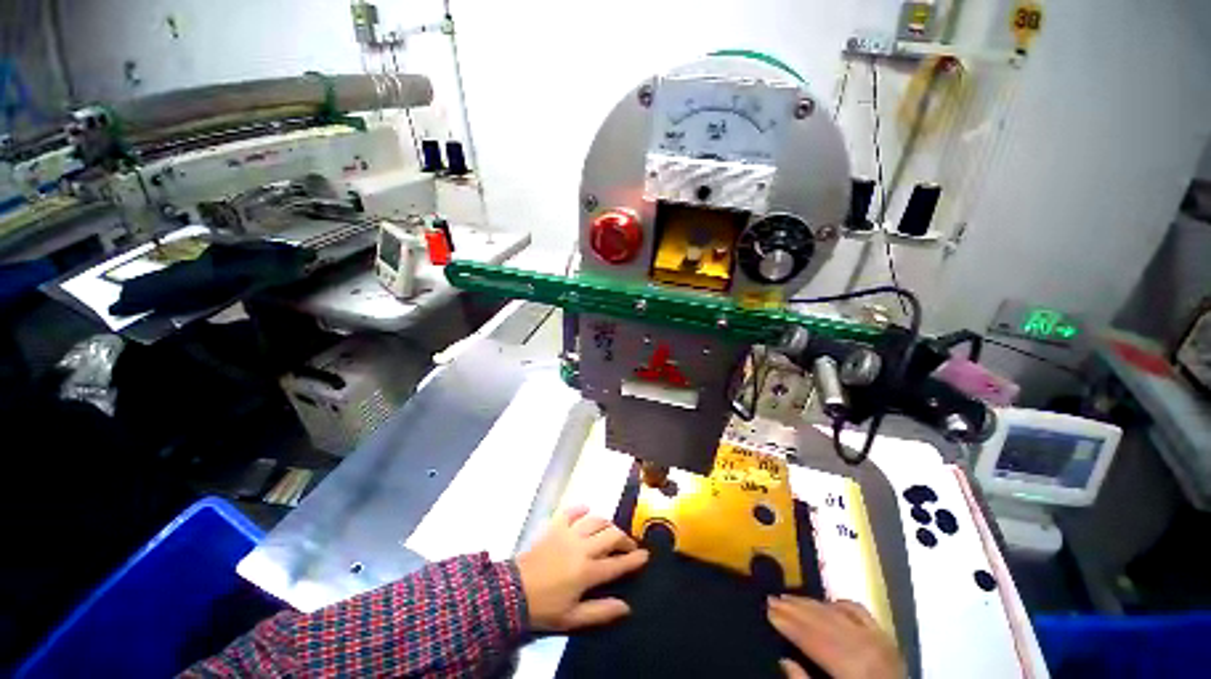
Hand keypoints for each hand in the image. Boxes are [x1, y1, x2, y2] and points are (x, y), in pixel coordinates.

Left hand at [515, 506, 649, 631]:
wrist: (512, 592)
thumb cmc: (544, 608)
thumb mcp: (573, 618)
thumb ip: (601, 612)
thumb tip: (626, 607)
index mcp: (588, 572)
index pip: (617, 563)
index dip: (634, 559)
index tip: (646, 555)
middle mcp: (583, 547)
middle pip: (611, 535)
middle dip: (625, 539)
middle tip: (629, 546)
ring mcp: (569, 533)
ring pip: (596, 520)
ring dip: (607, 524)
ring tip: (611, 531)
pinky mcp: (555, 526)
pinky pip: (571, 511)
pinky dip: (580, 509)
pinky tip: (586, 510)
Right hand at [768, 595, 904, 678]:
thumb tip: (784, 660)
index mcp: (854, 668)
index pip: (815, 640)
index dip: (790, 624)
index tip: (767, 611)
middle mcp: (867, 647)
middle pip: (825, 623)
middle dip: (796, 610)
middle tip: (771, 599)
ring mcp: (879, 640)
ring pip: (839, 614)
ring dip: (811, 604)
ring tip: (788, 597)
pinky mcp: (887, 638)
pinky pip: (860, 613)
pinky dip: (840, 604)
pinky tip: (826, 602)